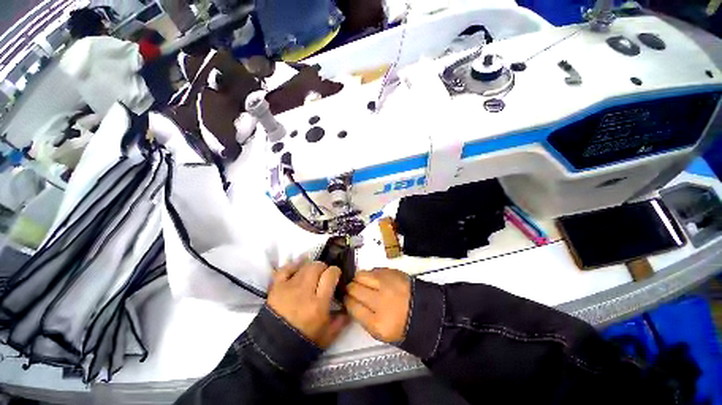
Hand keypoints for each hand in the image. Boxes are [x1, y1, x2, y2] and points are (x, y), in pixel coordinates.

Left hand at [267, 261, 348, 347]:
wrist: (273, 350)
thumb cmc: (304, 342)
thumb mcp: (328, 335)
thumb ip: (342, 320)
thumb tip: (349, 306)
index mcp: (318, 304)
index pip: (330, 274)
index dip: (335, 272)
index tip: (336, 276)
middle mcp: (304, 291)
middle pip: (317, 266)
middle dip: (324, 268)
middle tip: (324, 276)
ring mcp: (289, 287)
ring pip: (304, 266)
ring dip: (311, 268)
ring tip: (312, 275)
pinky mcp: (276, 288)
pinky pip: (286, 269)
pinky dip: (294, 266)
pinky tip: (299, 268)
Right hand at [344, 268, 411, 342]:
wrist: (424, 310)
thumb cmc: (400, 324)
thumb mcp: (379, 332)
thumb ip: (362, 317)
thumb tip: (350, 301)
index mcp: (377, 323)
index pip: (351, 306)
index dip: (346, 301)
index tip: (346, 298)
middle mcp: (381, 301)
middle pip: (353, 289)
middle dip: (349, 289)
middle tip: (351, 290)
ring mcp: (387, 284)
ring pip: (360, 275)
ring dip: (357, 279)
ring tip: (361, 283)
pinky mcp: (392, 272)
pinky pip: (373, 270)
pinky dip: (370, 275)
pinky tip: (373, 280)